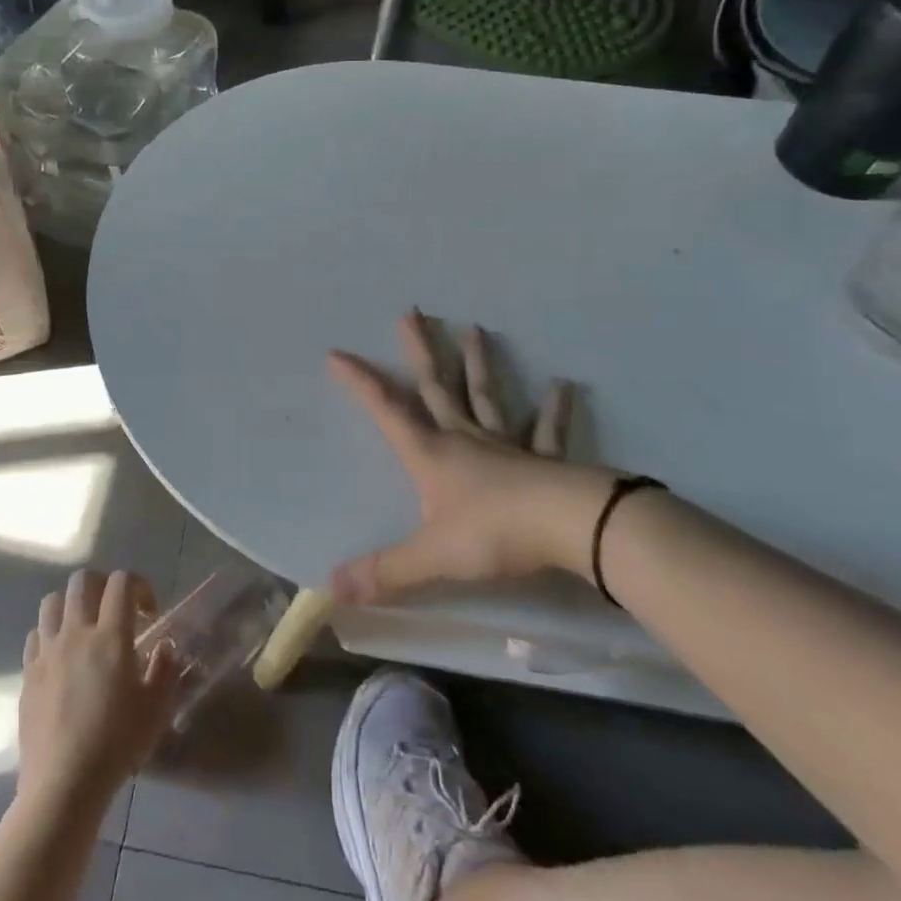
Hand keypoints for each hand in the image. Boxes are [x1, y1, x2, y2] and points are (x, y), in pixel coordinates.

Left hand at [17, 569, 179, 812]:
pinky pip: (36, 636)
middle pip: (82, 580)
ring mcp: (47, 651)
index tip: (148, 611)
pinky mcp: (28, 673)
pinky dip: (49, 635)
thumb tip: (164, 647)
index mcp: (110, 636)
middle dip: (102, 584)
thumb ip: (164, 669)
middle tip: (115, 610)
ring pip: (53, 601)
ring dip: (71, 604)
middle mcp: (76, 633)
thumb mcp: (156, 708)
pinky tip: (60, 657)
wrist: (63, 785)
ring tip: (84, 627)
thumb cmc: (116, 744)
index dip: (139, 585)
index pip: (122, 582)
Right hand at [328, 310, 621, 603]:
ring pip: (486, 396)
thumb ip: (384, 573)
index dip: (360, 382)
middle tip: (413, 311)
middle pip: (437, 386)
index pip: (387, 411)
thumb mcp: (431, 557)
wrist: (570, 527)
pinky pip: (546, 430)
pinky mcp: (543, 459)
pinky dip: (554, 408)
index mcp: (431, 454)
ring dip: (478, 363)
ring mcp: (505, 444)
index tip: (337, 352)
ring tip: (476, 329)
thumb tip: (330, 588)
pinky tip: (565, 384)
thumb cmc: (494, 534)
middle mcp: (464, 438)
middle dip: (421, 350)